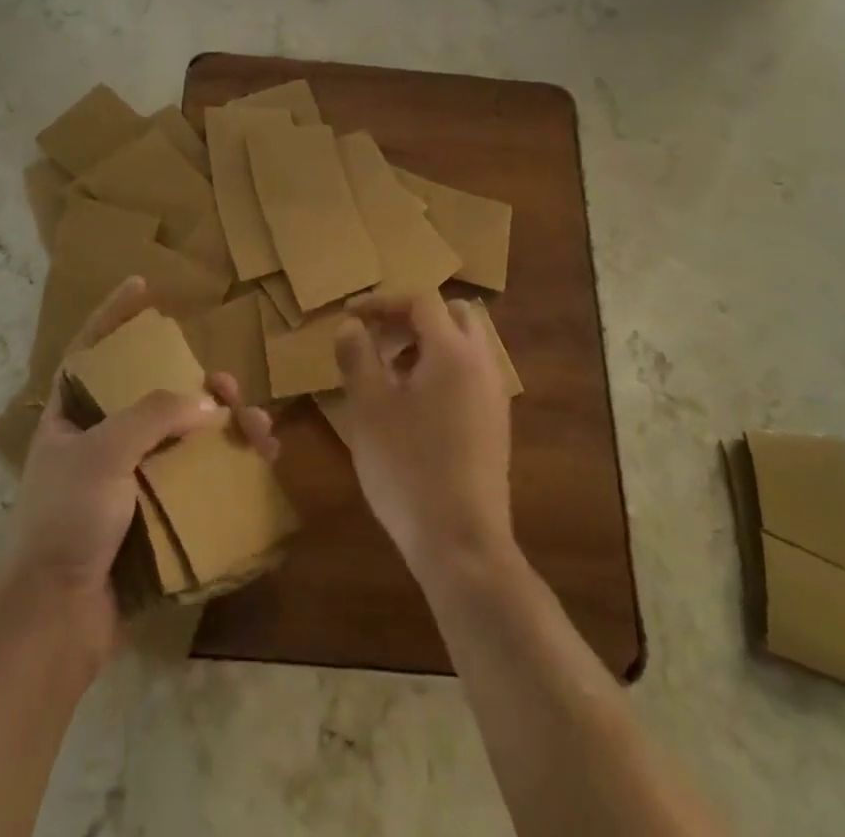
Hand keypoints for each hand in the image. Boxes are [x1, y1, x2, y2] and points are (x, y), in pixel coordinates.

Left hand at [5, 277, 277, 654]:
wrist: (54, 621)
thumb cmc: (66, 520)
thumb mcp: (103, 453)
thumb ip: (154, 416)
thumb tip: (207, 403)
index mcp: (72, 415)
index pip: (92, 349)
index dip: (115, 315)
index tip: (142, 286)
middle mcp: (100, 440)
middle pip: (154, 393)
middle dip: (197, 383)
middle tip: (227, 388)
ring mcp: (128, 479)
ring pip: (184, 436)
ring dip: (224, 427)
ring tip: (258, 430)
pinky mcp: (152, 515)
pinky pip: (195, 478)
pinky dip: (226, 468)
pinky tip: (259, 464)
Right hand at [333, 292, 513, 580]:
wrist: (462, 544)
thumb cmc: (408, 467)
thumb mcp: (368, 408)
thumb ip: (357, 356)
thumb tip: (351, 326)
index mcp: (453, 352)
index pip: (421, 300)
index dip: (382, 301)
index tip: (349, 315)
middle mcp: (481, 364)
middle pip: (452, 314)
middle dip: (411, 318)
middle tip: (377, 339)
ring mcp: (493, 396)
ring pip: (463, 345)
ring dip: (426, 344)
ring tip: (387, 373)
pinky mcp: (495, 424)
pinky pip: (468, 374)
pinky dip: (440, 370)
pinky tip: (411, 405)